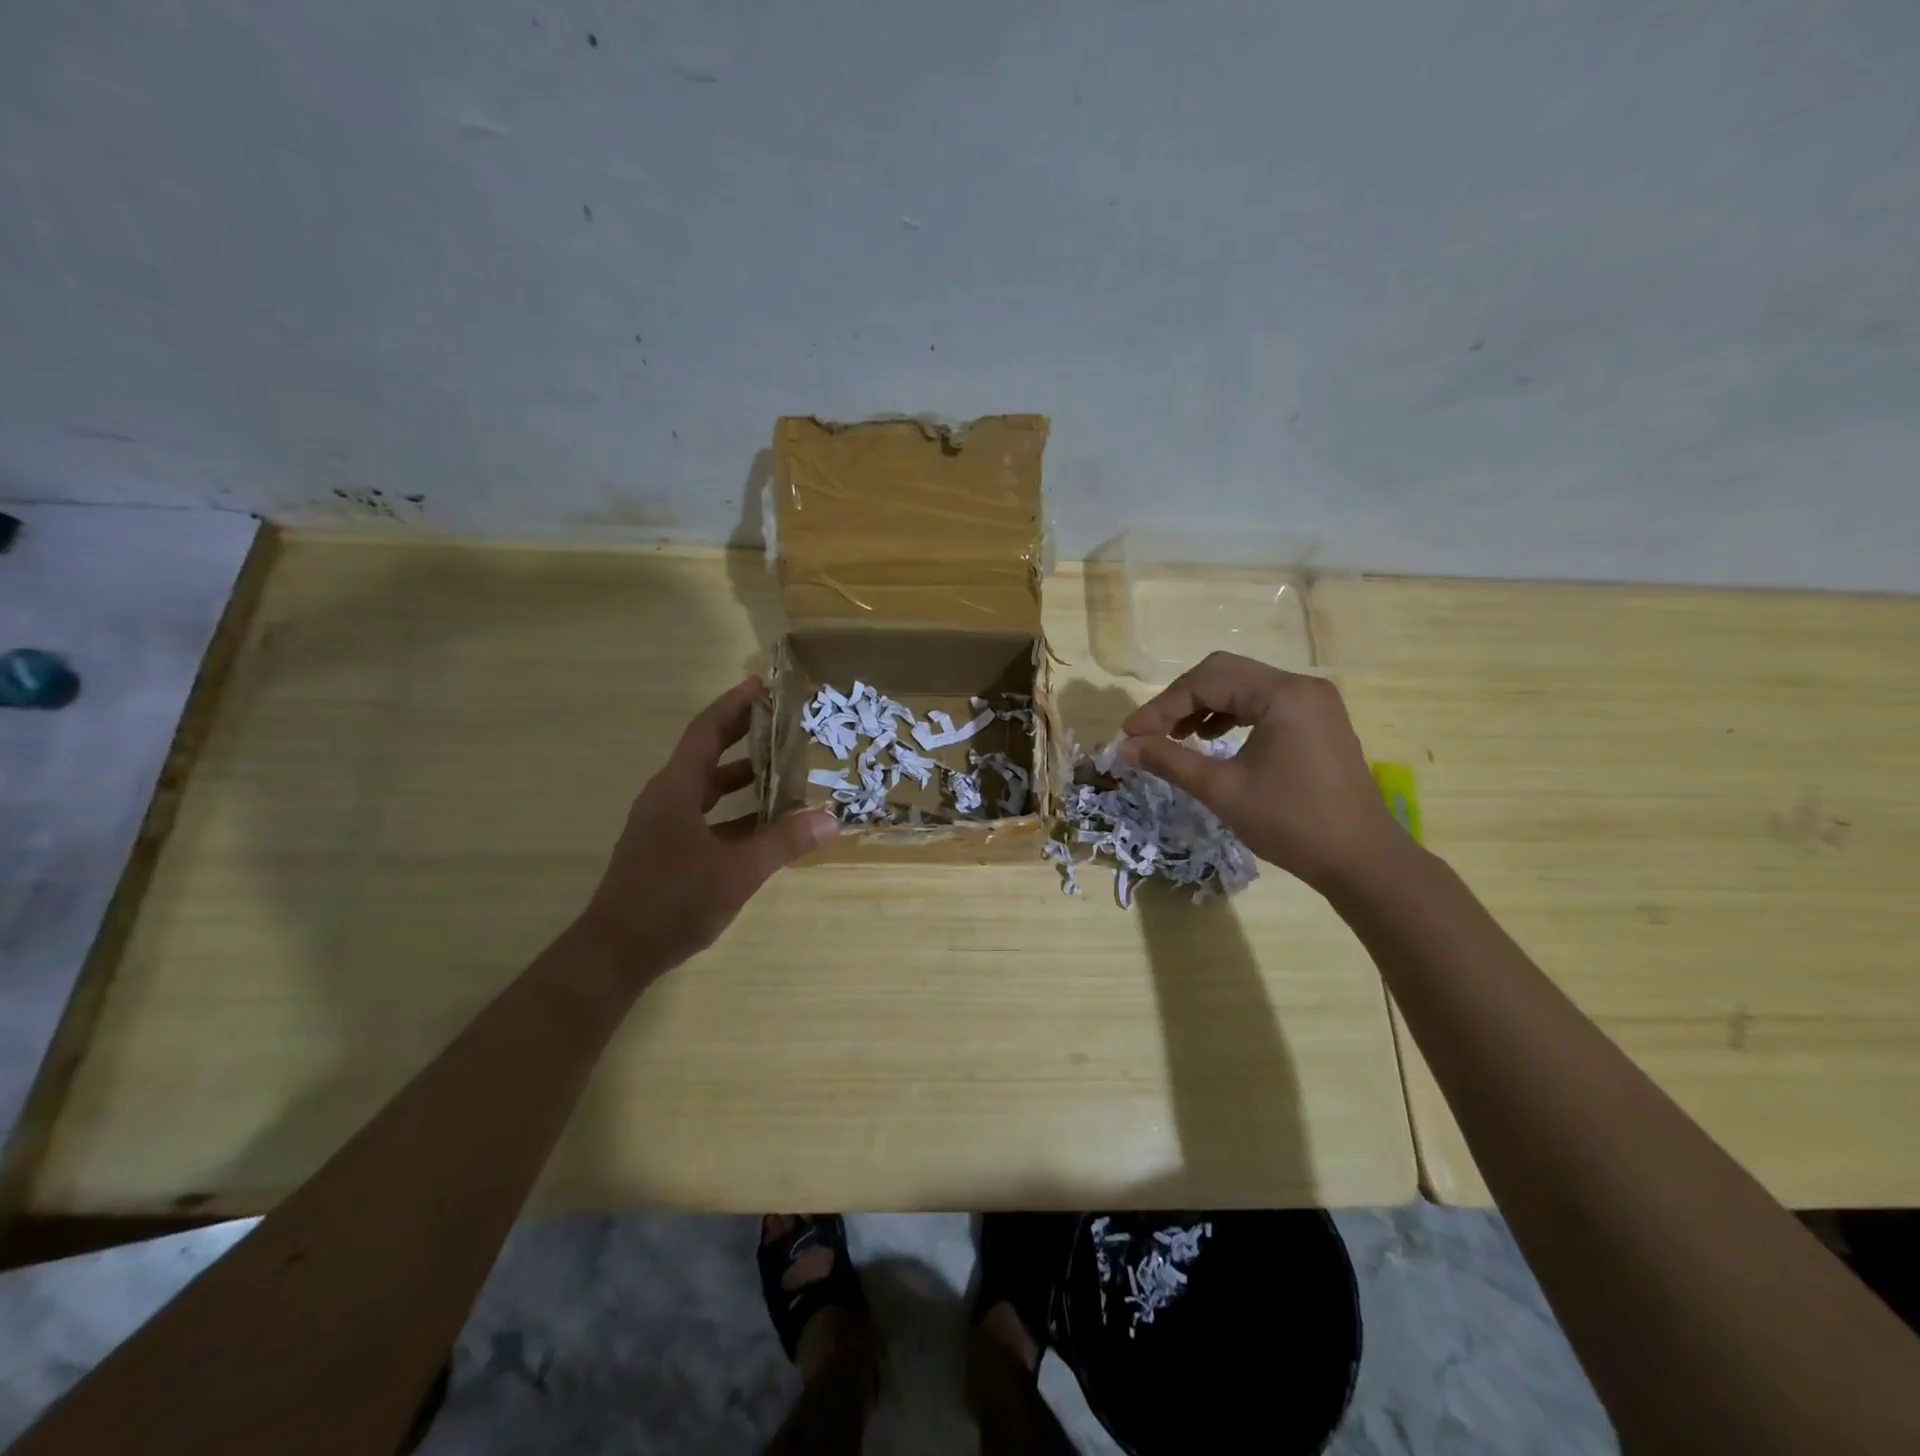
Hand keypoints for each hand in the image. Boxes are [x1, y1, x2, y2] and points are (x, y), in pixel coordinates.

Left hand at [578, 676, 837, 978]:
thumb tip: (831, 819)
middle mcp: (666, 799)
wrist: (615, 952)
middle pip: (706, 755)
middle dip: (742, 735)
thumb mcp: (737, 871)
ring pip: (706, 788)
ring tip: (781, 769)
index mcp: (676, 790)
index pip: (706, 732)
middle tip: (781, 721)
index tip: (761, 685)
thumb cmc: (673, 901)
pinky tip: (763, 825)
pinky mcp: (665, 850)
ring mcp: (663, 826)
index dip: (733, 706)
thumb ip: (784, 842)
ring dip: (740, 777)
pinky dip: (733, 812)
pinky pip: (705, 816)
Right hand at [1118, 651, 1405, 893]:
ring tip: (1177, 737)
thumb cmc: (1290, 824)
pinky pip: (1263, 703)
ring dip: (1204, 706)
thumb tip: (1124, 747)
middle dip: (1180, 701)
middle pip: (1224, 673)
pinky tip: (1212, 739)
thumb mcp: (1222, 791)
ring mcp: (1313, 702)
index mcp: (1282, 695)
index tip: (1130, 734)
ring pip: (1243, 686)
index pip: (1207, 681)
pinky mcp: (1317, 721)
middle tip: (1150, 733)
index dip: (1162, 706)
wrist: (1361, 861)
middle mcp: (1300, 687)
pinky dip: (1231, 715)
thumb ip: (1169, 761)